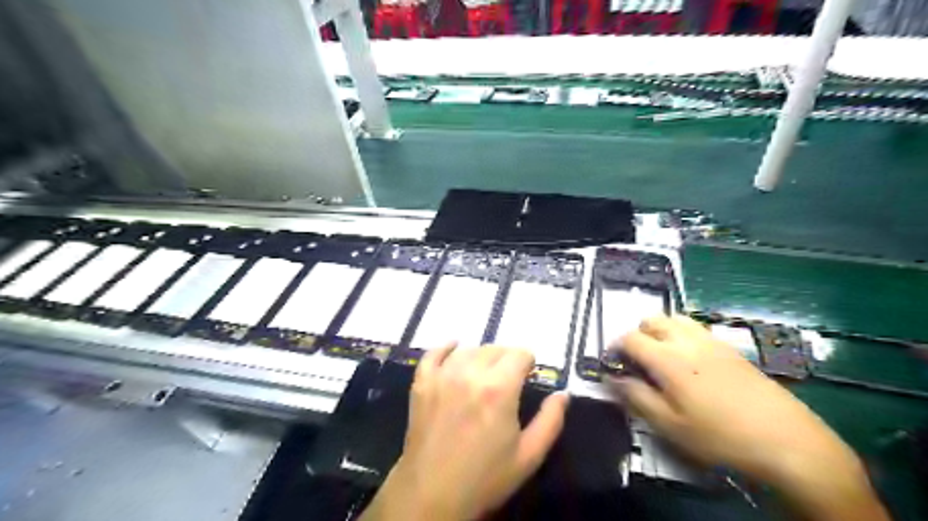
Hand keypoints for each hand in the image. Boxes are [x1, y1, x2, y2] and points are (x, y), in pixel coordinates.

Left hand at [360, 345, 565, 519]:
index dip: (528, 362)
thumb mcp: (529, 456)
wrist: (432, 494)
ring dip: (482, 356)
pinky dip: (445, 348)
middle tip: (508, 378)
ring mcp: (443, 376)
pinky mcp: (422, 383)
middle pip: (495, 349)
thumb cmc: (485, 477)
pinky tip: (454, 347)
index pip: (519, 354)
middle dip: (507, 359)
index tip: (528, 375)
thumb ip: (551, 421)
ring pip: (468, 350)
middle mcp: (471, 373)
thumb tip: (563, 394)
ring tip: (486, 371)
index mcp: (499, 388)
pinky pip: (433, 354)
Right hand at [614, 316, 887, 518]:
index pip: (630, 338)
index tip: (613, 364)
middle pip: (652, 319)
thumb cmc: (720, 436)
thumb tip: (613, 379)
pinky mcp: (731, 348)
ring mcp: (712, 341)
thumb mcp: (670, 425)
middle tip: (638, 360)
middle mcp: (687, 340)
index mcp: (668, 359)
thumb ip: (636, 397)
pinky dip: (682, 335)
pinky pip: (696, 329)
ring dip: (660, 331)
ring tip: (662, 357)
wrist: (787, 440)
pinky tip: (691, 364)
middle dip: (637, 334)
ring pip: (675, 319)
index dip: (615, 347)